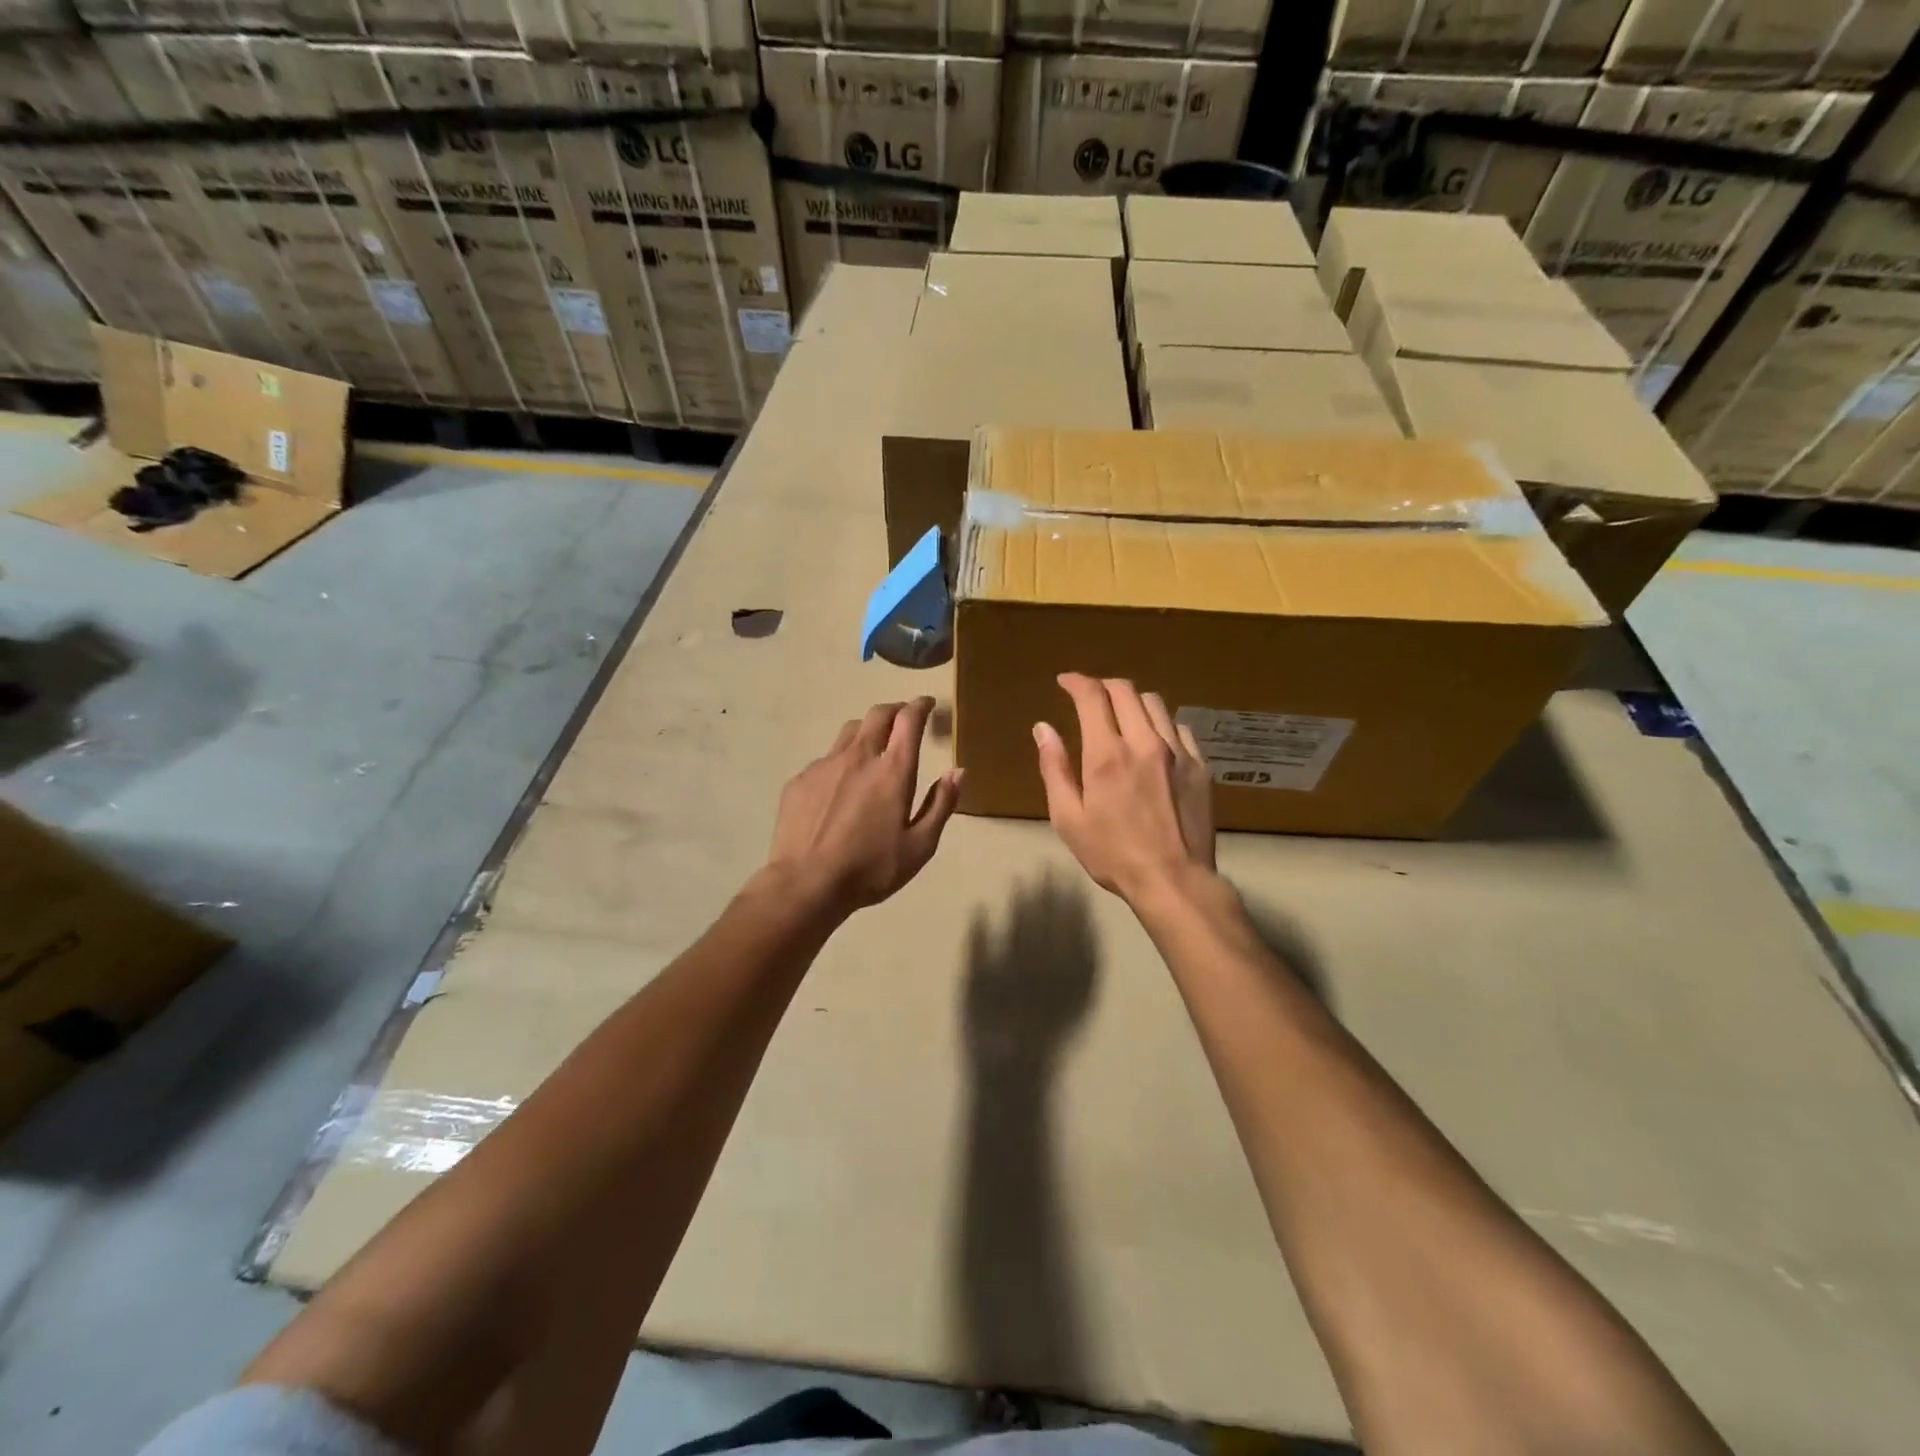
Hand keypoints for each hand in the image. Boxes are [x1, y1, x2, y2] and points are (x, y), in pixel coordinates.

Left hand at [767, 697, 961, 915]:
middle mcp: (859, 756)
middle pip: (878, 714)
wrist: (806, 884)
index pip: (909, 719)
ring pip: (850, 731)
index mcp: (893, 770)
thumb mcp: (920, 846)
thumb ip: (941, 804)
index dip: (920, 705)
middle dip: (895, 710)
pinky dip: (841, 761)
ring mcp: (825, 765)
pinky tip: (840, 787)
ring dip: (868, 730)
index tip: (927, 704)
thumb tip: (957, 771)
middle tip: (904, 719)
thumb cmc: (870, 869)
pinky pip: (826, 759)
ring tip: (873, 747)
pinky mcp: (801, 779)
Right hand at [1033, 674, 1215, 904]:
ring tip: (1121, 714)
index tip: (1065, 682)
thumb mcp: (1069, 818)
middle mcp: (1144, 742)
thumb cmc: (1112, 854)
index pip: (1092, 696)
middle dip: (1102, 685)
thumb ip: (1055, 769)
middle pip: (1125, 690)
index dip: (1076, 681)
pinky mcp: (1199, 766)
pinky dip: (1160, 723)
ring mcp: (1177, 751)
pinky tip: (1153, 740)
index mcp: (1107, 754)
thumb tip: (1043, 728)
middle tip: (1090, 695)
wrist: (1173, 880)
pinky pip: (1179, 727)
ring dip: (1132, 700)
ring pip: (1155, 703)